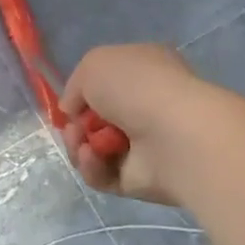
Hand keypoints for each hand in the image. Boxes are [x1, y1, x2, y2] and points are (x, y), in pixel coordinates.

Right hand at [60, 43, 213, 205]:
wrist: (175, 134)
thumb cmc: (138, 87)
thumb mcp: (94, 64)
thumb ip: (75, 86)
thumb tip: (73, 111)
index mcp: (144, 72)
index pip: (108, 83)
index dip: (84, 93)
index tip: (70, 103)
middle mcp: (146, 107)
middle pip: (96, 120)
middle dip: (77, 124)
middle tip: (74, 127)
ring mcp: (145, 146)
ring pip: (95, 149)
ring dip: (78, 145)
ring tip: (81, 143)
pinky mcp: (139, 179)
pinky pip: (103, 175)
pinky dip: (92, 167)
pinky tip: (92, 157)